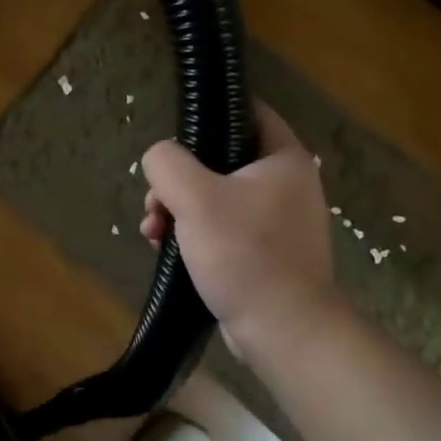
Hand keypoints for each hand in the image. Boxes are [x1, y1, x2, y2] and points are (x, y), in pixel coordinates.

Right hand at [139, 102, 349, 372]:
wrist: (283, 329)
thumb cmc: (244, 253)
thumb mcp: (195, 197)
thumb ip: (167, 163)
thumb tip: (159, 158)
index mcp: (283, 159)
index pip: (247, 111)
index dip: (210, 111)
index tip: (175, 128)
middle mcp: (286, 184)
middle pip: (220, 159)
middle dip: (178, 178)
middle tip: (155, 201)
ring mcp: (277, 221)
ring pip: (214, 196)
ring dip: (177, 209)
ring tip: (153, 231)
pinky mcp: (265, 252)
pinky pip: (222, 228)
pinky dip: (193, 233)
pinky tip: (166, 249)